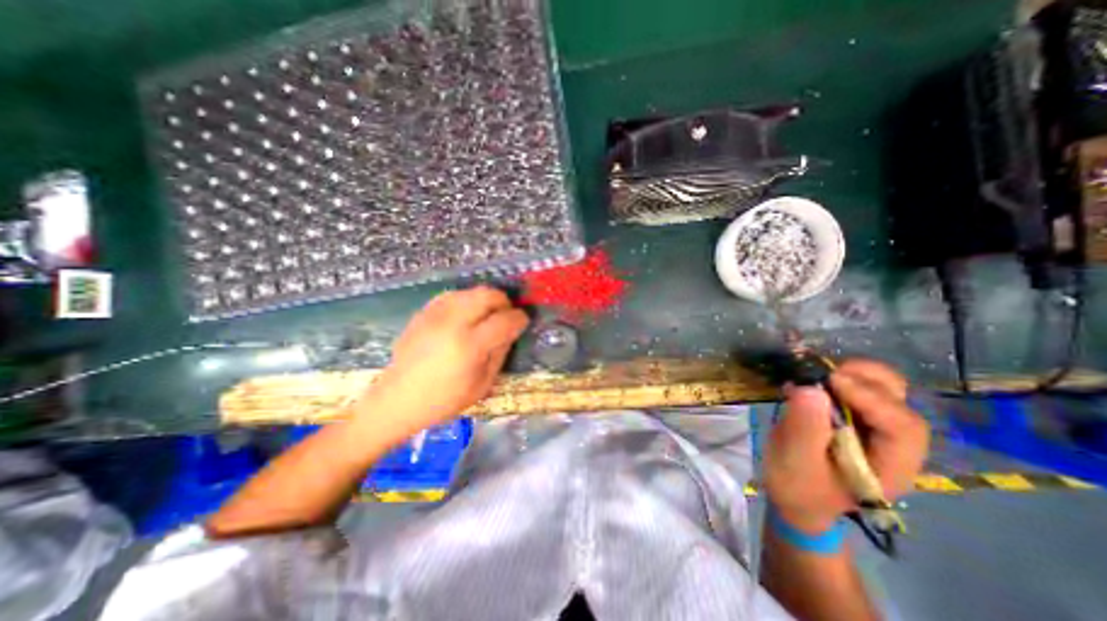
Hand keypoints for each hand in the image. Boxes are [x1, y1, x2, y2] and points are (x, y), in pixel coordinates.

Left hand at [368, 287, 528, 437]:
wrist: (397, 400)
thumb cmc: (444, 400)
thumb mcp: (482, 385)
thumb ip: (500, 353)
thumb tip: (511, 330)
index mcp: (469, 346)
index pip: (504, 320)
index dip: (519, 318)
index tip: (523, 321)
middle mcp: (452, 323)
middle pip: (487, 295)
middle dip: (503, 302)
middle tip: (506, 315)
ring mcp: (435, 314)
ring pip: (470, 291)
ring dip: (486, 299)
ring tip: (487, 315)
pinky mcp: (423, 313)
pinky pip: (452, 295)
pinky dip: (466, 300)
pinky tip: (467, 314)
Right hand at [763, 360, 925, 534]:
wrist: (796, 496)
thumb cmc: (798, 487)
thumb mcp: (795, 462)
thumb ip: (805, 428)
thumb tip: (811, 389)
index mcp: (891, 466)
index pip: (902, 426)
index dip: (871, 398)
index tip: (830, 380)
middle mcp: (894, 444)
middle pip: (900, 401)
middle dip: (864, 379)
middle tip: (824, 373)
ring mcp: (876, 428)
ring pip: (883, 389)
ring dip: (852, 374)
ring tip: (817, 374)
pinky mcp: (856, 417)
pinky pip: (858, 388)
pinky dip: (838, 376)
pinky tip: (813, 380)